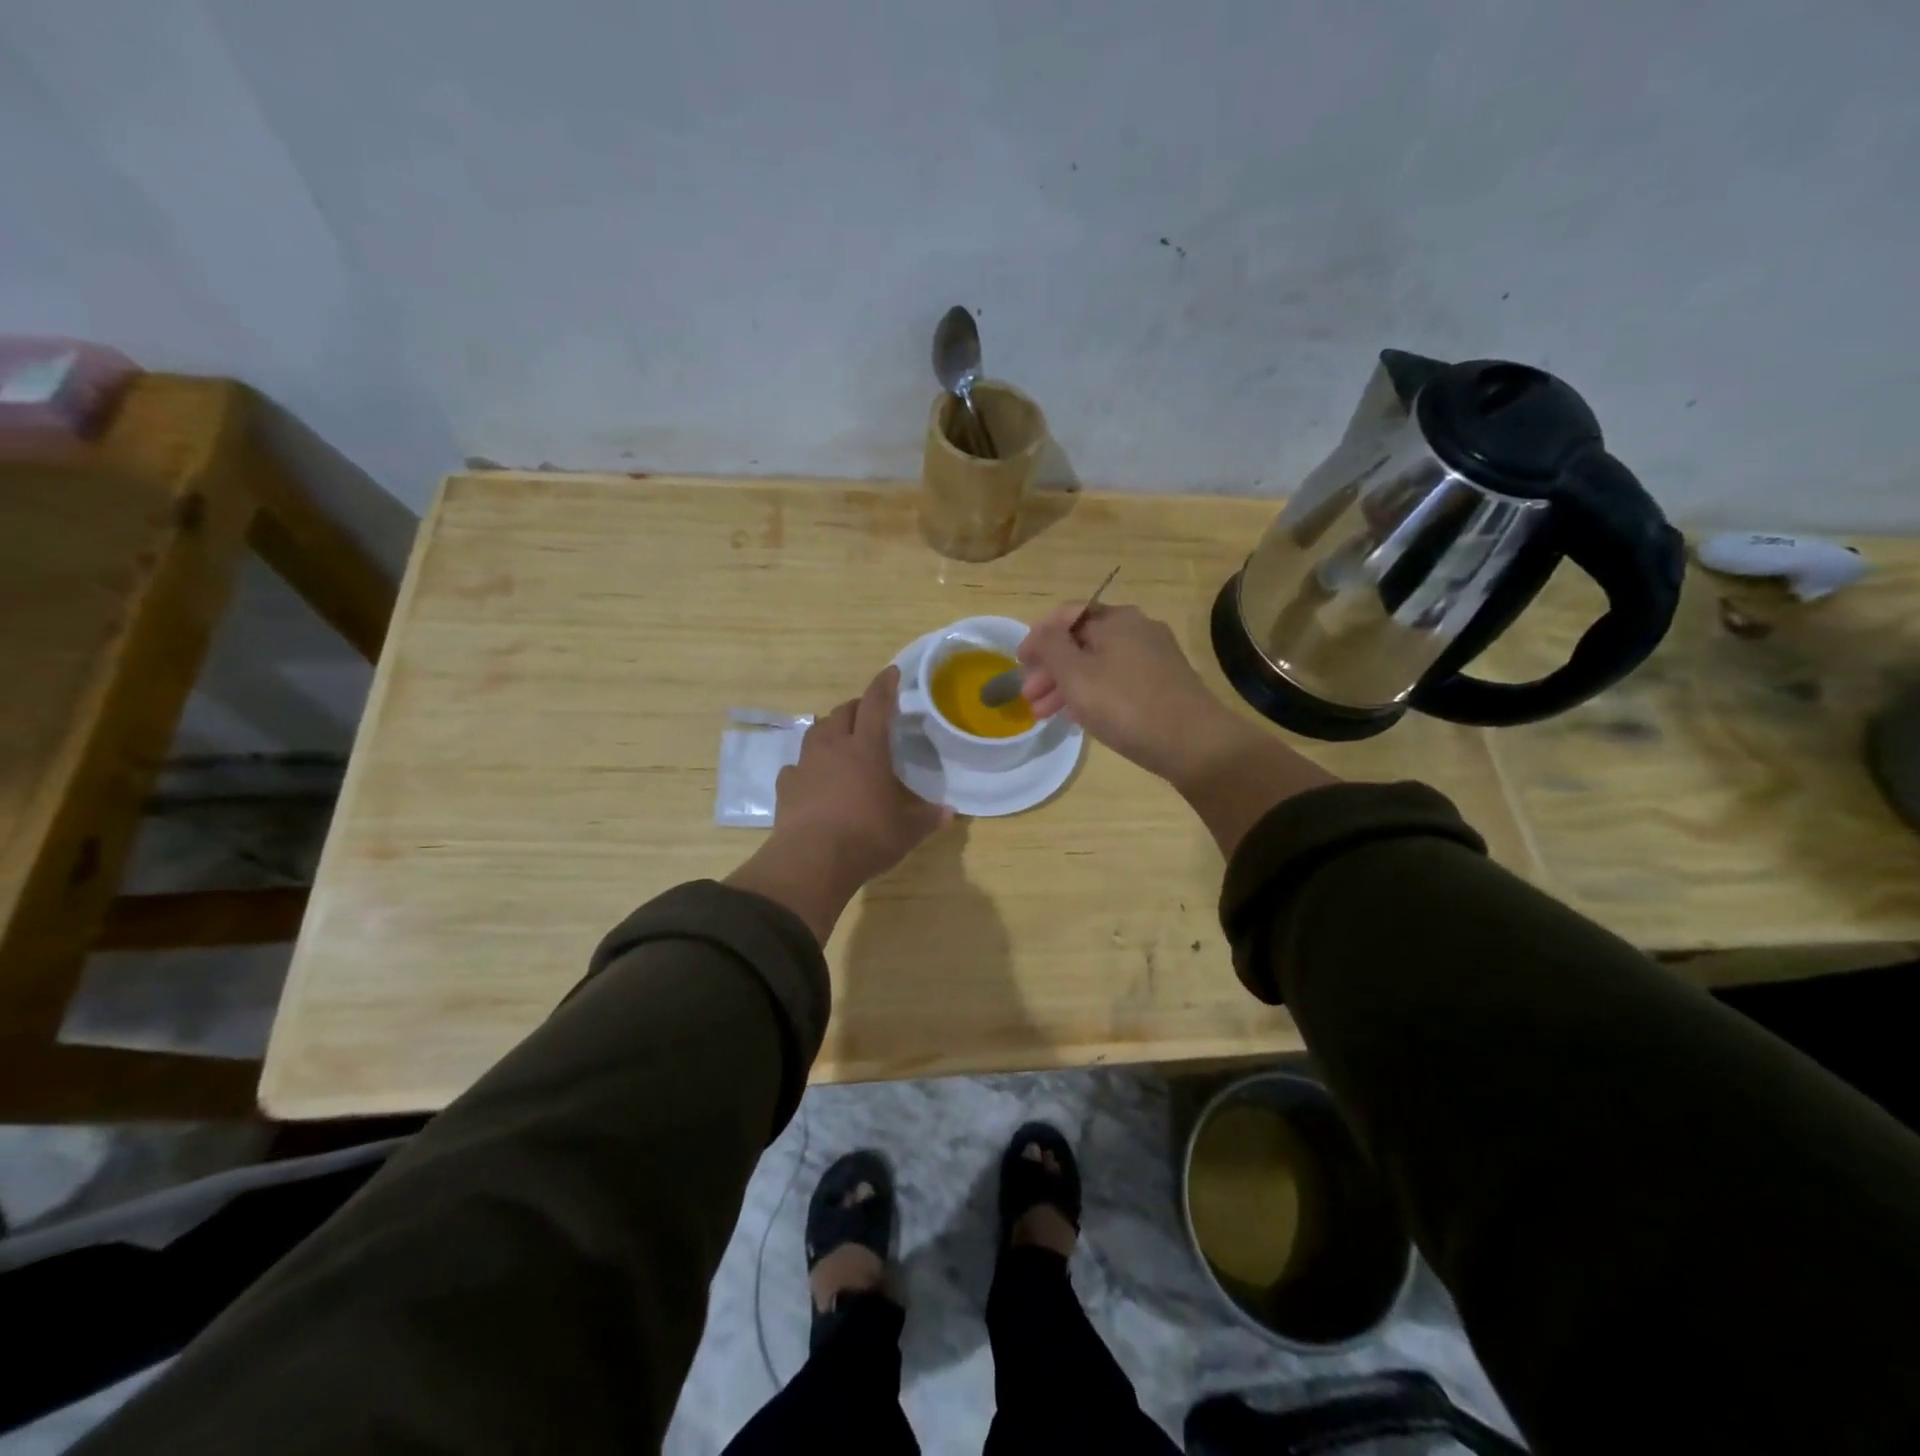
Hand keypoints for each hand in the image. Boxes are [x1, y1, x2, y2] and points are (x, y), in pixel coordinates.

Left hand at [773, 665, 948, 884]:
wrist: (811, 860)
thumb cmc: (867, 836)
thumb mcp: (908, 830)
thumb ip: (928, 817)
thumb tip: (949, 812)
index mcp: (867, 749)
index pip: (877, 704)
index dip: (885, 685)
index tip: (891, 672)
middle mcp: (834, 747)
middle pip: (843, 712)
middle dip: (858, 707)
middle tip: (870, 715)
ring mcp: (806, 764)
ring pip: (817, 732)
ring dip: (831, 729)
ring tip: (842, 741)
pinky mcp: (786, 786)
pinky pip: (797, 765)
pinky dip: (808, 766)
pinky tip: (814, 778)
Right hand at [1017, 604, 1241, 781]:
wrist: (1194, 742)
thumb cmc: (1126, 704)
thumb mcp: (1076, 674)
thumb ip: (1050, 647)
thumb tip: (1041, 631)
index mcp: (1116, 620)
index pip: (1066, 616)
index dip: (1038, 637)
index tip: (1020, 664)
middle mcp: (1137, 630)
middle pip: (1082, 642)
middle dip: (1050, 669)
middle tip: (1029, 697)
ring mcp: (1154, 657)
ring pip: (1098, 665)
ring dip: (1067, 686)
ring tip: (1044, 715)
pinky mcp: (1164, 684)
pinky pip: (1117, 681)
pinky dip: (1093, 694)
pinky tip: (1079, 717)